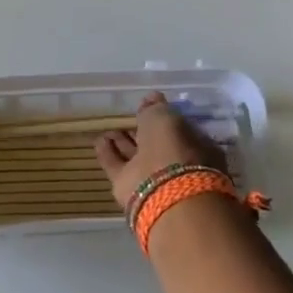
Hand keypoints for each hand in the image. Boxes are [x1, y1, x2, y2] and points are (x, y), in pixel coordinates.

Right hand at [94, 92, 227, 211]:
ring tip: (109, 130)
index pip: (176, 129)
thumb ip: (156, 108)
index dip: (162, 118)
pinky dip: (107, 154)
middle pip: (155, 145)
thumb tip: (151, 98)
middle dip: (141, 132)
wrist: (166, 194)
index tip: (147, 108)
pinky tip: (99, 140)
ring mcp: (153, 178)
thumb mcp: (166, 118)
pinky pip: (116, 166)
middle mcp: (174, 163)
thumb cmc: (174, 148)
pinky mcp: (130, 189)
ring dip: (122, 143)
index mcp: (193, 146)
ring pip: (135, 156)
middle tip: (127, 120)